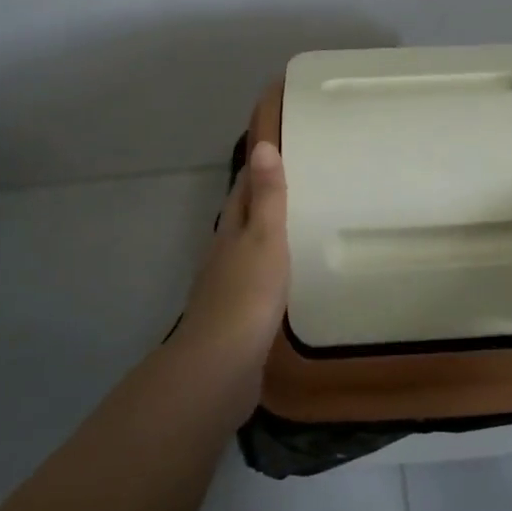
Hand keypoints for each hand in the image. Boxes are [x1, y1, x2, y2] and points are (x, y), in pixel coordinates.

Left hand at [181, 140, 290, 364]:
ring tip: (290, 234)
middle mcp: (221, 258)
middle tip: (289, 191)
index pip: (240, 193)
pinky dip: (265, 277)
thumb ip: (268, 195)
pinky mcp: (233, 323)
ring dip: (261, 243)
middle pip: (238, 223)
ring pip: (243, 256)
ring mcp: (224, 292)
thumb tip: (262, 144)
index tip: (270, 154)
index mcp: (229, 233)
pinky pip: (252, 289)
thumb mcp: (265, 237)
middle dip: (257, 206)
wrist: (221, 366)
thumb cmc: (248, 293)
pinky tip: (281, 285)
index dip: (253, 173)